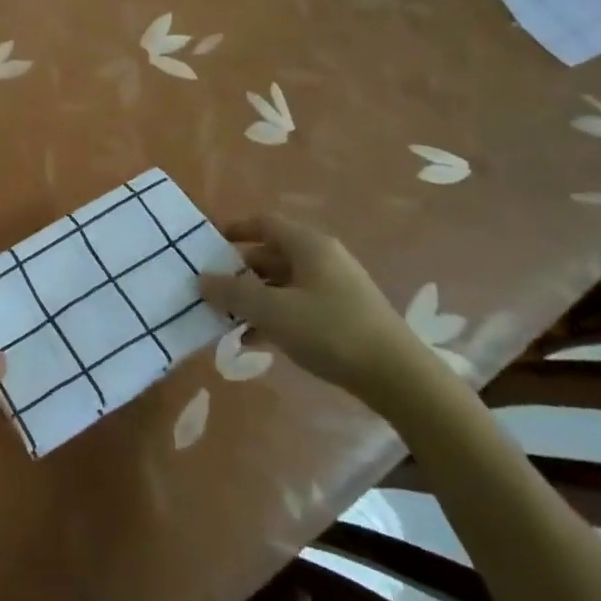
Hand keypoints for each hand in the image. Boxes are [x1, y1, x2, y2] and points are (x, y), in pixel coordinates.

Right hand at [200, 215, 432, 405]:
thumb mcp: (272, 311)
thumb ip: (233, 293)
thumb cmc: (330, 331)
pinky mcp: (342, 315)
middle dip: (239, 271)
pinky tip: (253, 340)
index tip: (208, 244)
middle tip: (210, 288)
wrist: (398, 377)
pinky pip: (297, 306)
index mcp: (308, 245)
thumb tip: (202, 278)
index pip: (265, 223)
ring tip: (225, 317)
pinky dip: (274, 317)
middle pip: (271, 254)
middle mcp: (322, 258)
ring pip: (282, 283)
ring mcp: (335, 288)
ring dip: (253, 297)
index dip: (235, 230)